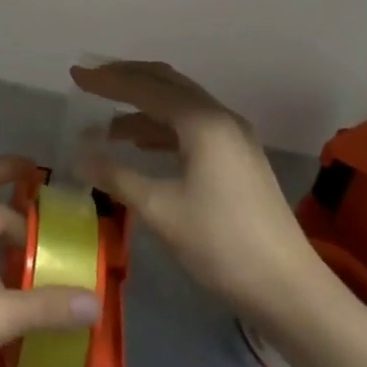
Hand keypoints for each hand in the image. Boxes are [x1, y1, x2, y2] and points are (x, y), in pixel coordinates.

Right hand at [72, 61, 335, 335]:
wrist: (291, 291)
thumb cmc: (222, 245)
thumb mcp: (160, 210)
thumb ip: (116, 176)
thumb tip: (78, 155)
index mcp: (201, 121)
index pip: (144, 87)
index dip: (106, 80)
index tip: (75, 74)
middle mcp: (219, 117)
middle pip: (165, 82)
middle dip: (125, 79)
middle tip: (90, 82)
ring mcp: (233, 136)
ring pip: (179, 103)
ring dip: (142, 106)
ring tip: (106, 122)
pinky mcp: (238, 157)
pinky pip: (191, 124)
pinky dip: (161, 125)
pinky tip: (140, 143)